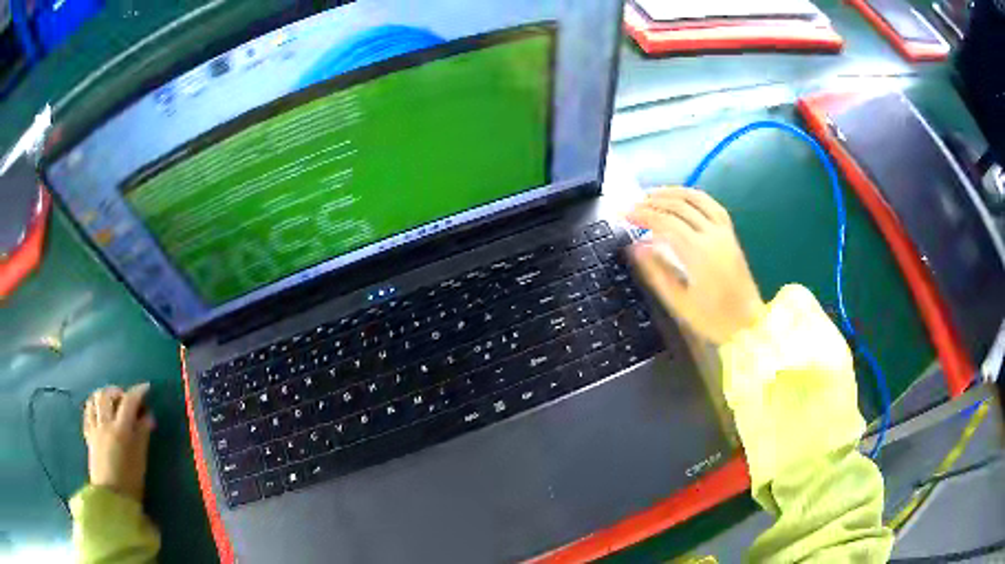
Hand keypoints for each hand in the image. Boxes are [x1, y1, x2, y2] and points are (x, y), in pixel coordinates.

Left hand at [82, 383, 154, 501]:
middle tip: (127, 400)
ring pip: (94, 399)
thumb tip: (149, 417)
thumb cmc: (130, 481)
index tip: (146, 389)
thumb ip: (143, 435)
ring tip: (113, 403)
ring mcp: (94, 427)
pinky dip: (94, 405)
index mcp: (120, 430)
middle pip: (107, 395)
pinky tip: (100, 412)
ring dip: (104, 395)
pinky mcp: (88, 434)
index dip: (138, 392)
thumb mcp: (140, 459)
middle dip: (118, 392)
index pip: (129, 402)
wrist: (111, 499)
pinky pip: (88, 411)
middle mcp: (105, 423)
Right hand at [626, 186, 765, 344]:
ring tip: (651, 195)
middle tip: (632, 206)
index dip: (642, 215)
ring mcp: (723, 232)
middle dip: (652, 202)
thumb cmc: (713, 319)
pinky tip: (681, 197)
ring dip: (671, 193)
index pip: (665, 223)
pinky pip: (711, 204)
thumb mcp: (680, 303)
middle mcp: (712, 235)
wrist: (748, 323)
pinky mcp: (730, 233)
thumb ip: (656, 272)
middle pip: (679, 207)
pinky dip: (693, 196)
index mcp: (698, 254)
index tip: (624, 215)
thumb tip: (635, 247)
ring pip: (696, 199)